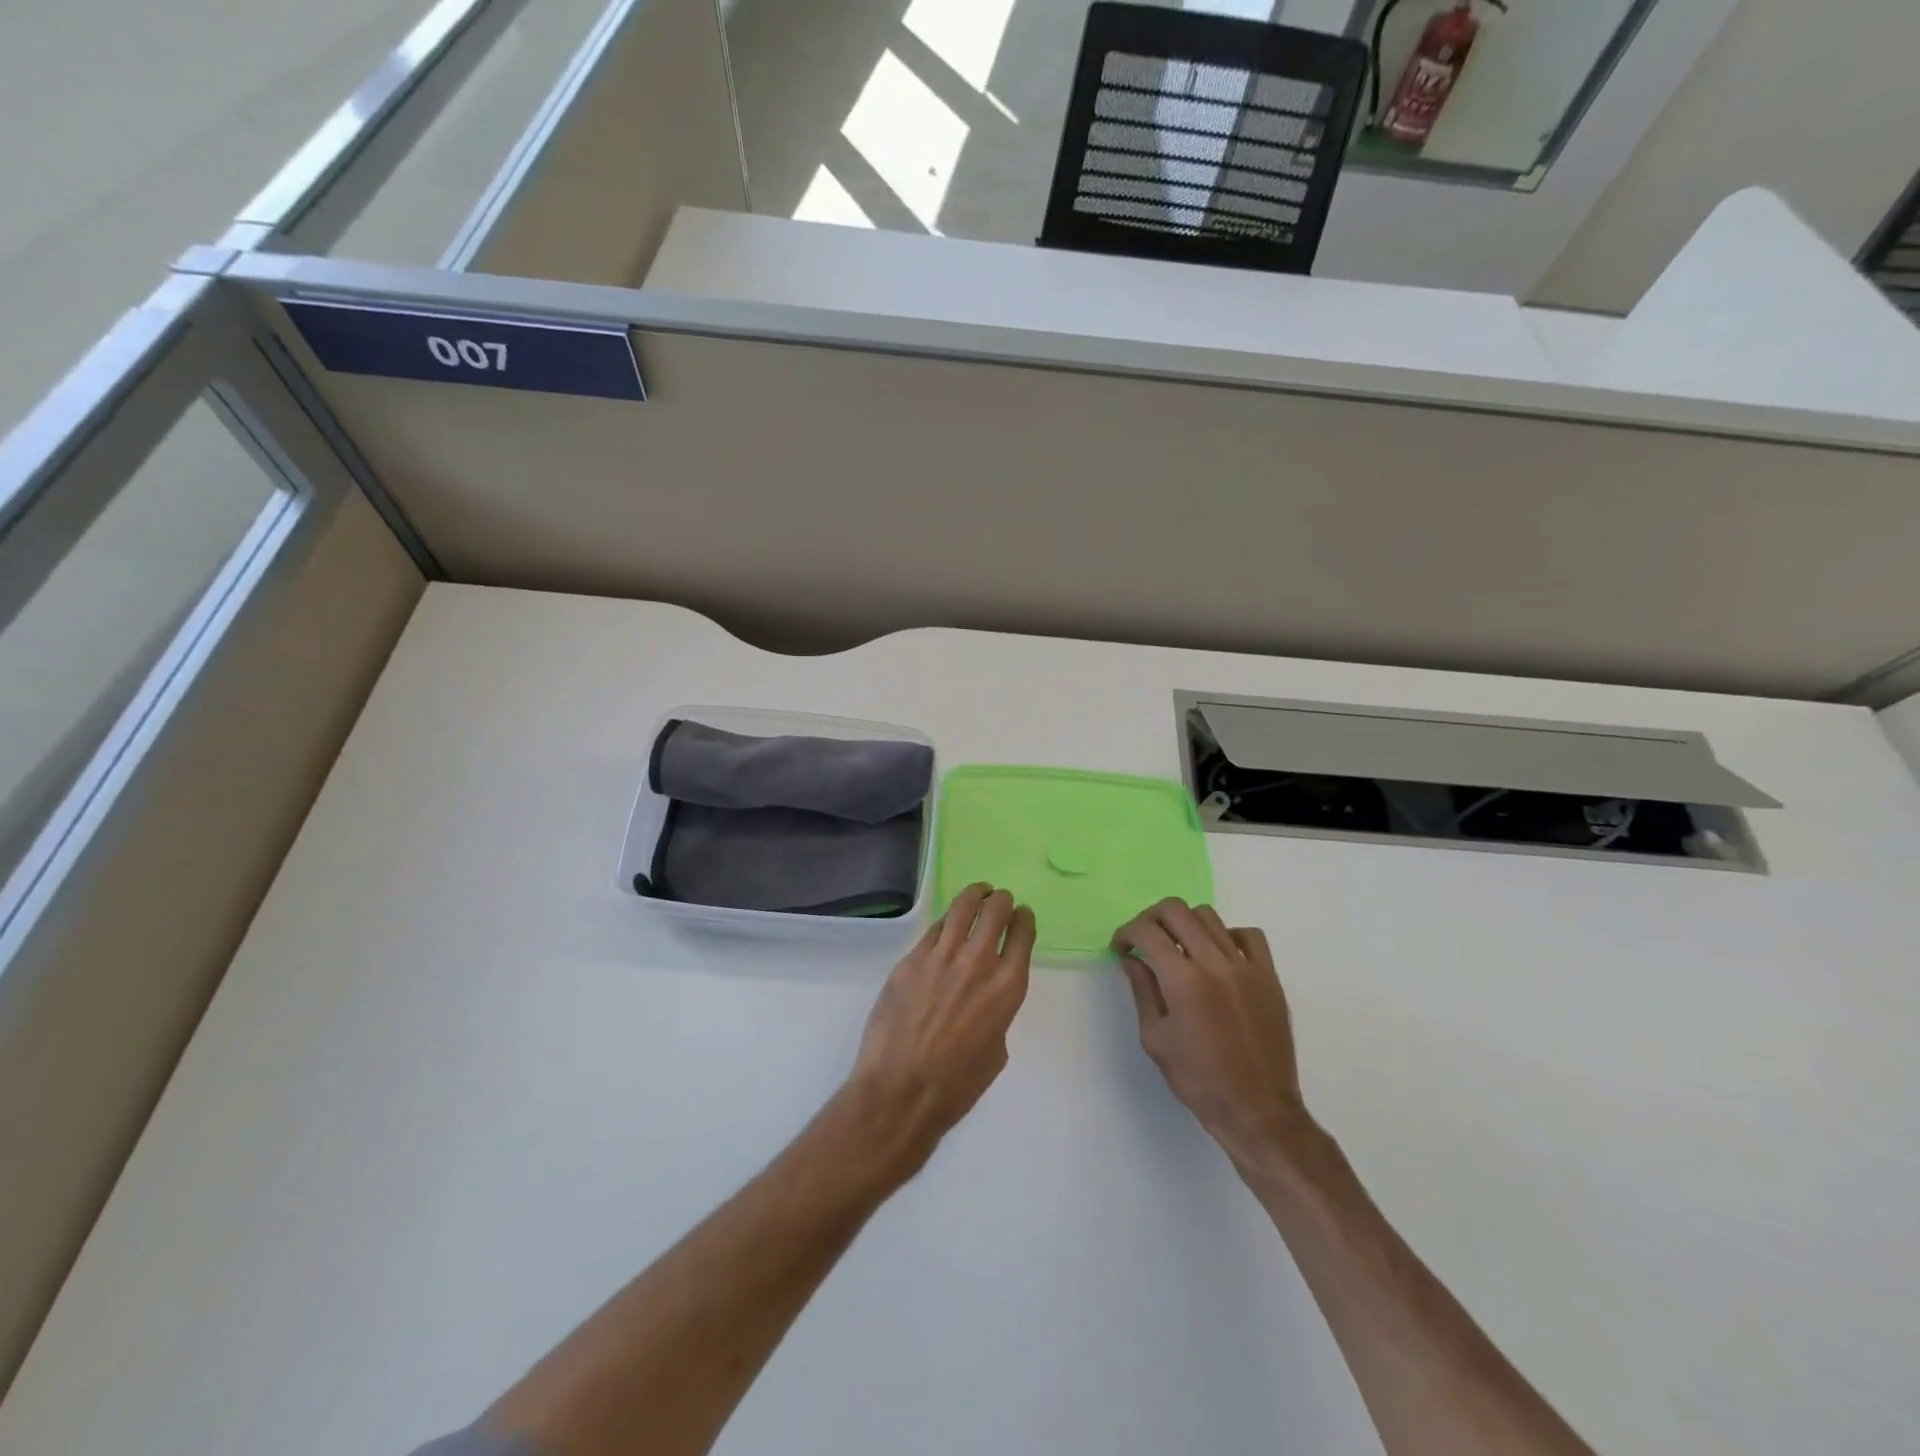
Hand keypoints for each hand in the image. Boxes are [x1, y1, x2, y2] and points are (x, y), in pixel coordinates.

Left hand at [842, 884, 1034, 1178]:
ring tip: (978, 893)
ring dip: (974, 895)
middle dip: (1001, 901)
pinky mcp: (911, 959)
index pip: (1022, 933)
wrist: (900, 1091)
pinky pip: (933, 930)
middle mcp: (978, 962)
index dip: (1024, 919)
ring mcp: (941, 956)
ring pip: (962, 907)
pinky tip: (946, 926)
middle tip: (999, 901)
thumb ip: (997, 1012)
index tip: (1021, 916)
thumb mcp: (996, 1050)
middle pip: (995, 910)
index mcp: (1007, 987)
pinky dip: (945, 923)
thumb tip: (983, 996)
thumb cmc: (956, 1085)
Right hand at [1113, 899, 1316, 1179]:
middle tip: (1144, 940)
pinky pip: (1248, 936)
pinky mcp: (1269, 976)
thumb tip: (1132, 958)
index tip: (1121, 948)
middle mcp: (1215, 962)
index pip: (1147, 931)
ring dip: (1185, 925)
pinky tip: (1218, 956)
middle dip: (1151, 918)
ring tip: (1179, 948)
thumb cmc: (1198, 1080)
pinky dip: (1227, 936)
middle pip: (1176, 910)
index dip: (1126, 933)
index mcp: (1183, 980)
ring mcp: (1246, 966)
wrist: (1257, 1110)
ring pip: (1209, 916)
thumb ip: (1143, 990)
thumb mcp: (1155, 1038)